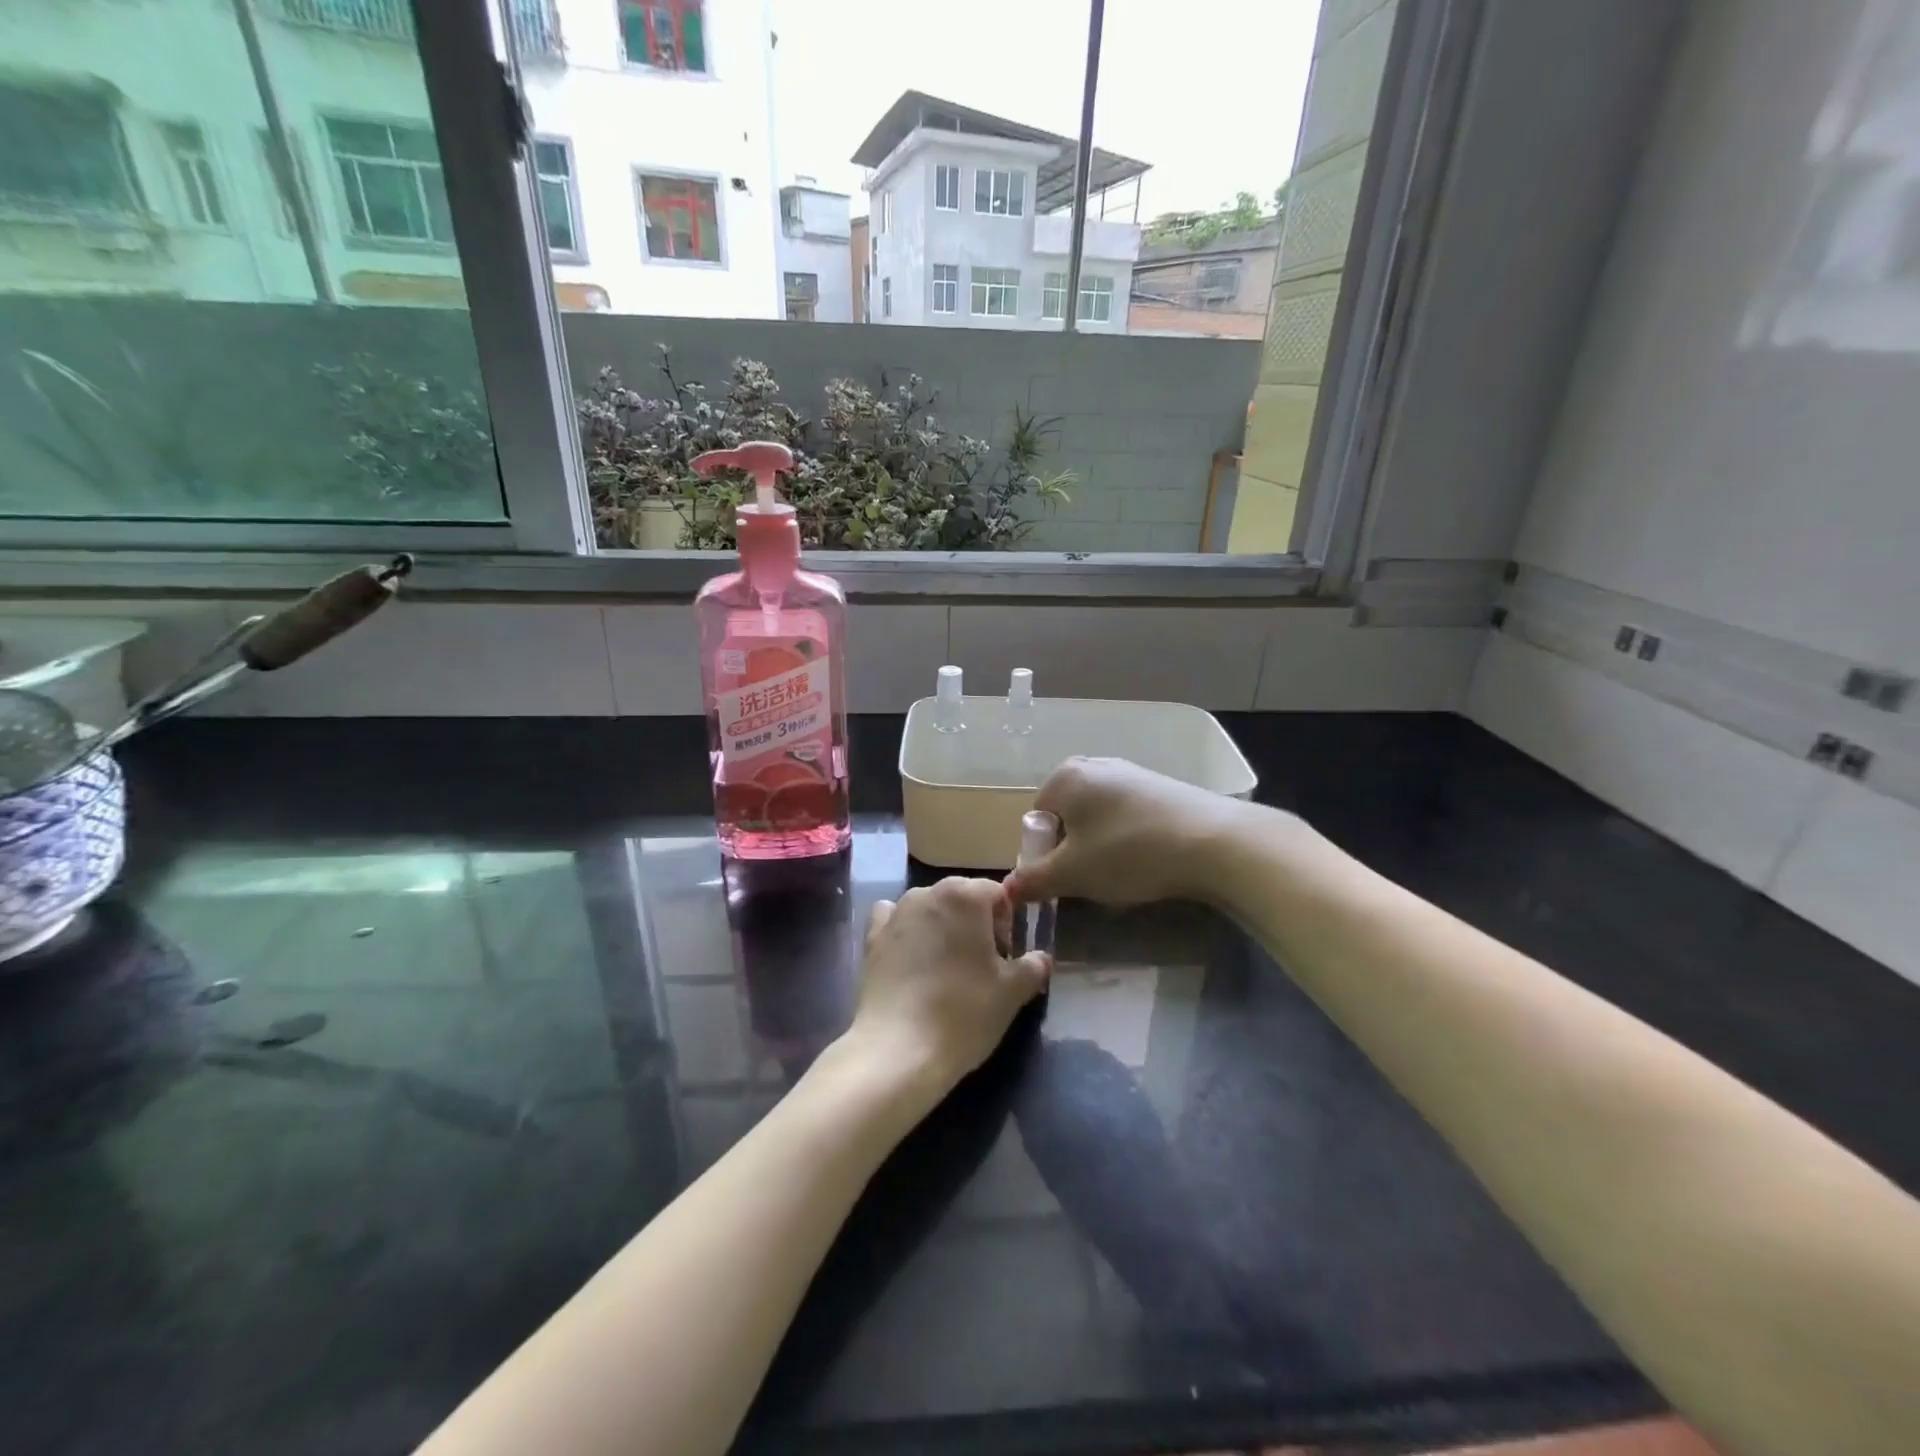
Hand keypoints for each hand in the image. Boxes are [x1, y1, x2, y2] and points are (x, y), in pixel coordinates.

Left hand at [845, 877, 1051, 1095]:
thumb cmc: (964, 1012)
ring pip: (928, 908)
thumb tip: (1042, 958)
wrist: (899, 1049)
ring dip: (942, 927)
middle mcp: (927, 893)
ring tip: (947, 969)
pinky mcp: (871, 938)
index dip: (1007, 922)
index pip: (996, 893)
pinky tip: (911, 959)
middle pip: (961, 897)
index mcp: (965, 895)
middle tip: (982, 966)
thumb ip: (1032, 967)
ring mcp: (895, 914)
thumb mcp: (1012, 992)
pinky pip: (894, 921)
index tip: (1006, 957)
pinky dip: (906, 932)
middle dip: (975, 923)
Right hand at [1003, 756, 1253, 907]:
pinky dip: (1130, 839)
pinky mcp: (1162, 786)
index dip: (1044, 854)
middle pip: (1068, 817)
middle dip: (1074, 850)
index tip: (1065, 880)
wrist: (1214, 842)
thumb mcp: (1072, 874)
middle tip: (1092, 879)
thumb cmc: (1128, 853)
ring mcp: (1132, 773)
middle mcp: (1095, 765)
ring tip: (1124, 875)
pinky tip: (1149, 861)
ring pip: (1099, 818)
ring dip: (1101, 847)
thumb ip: (1034, 880)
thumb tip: (1008, 889)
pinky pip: (1129, 816)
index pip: (1037, 819)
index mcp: (1065, 777)